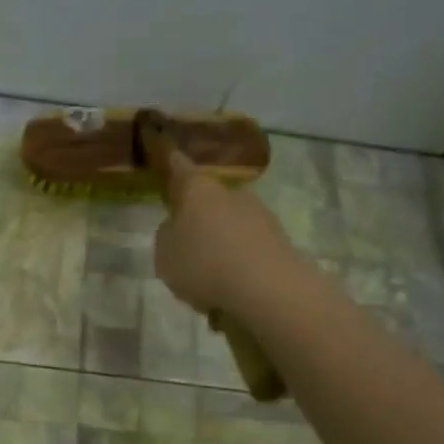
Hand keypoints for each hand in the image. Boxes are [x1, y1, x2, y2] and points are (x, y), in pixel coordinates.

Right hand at [153, 150, 297, 316]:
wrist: (267, 288)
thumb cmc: (204, 265)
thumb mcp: (164, 256)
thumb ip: (166, 237)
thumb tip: (175, 227)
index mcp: (198, 190)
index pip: (180, 168)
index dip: (171, 163)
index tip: (168, 154)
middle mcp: (231, 193)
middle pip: (209, 200)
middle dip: (198, 217)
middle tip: (185, 245)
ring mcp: (259, 214)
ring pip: (230, 225)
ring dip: (220, 243)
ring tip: (208, 278)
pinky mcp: (279, 240)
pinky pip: (247, 248)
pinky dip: (238, 262)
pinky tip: (231, 289)